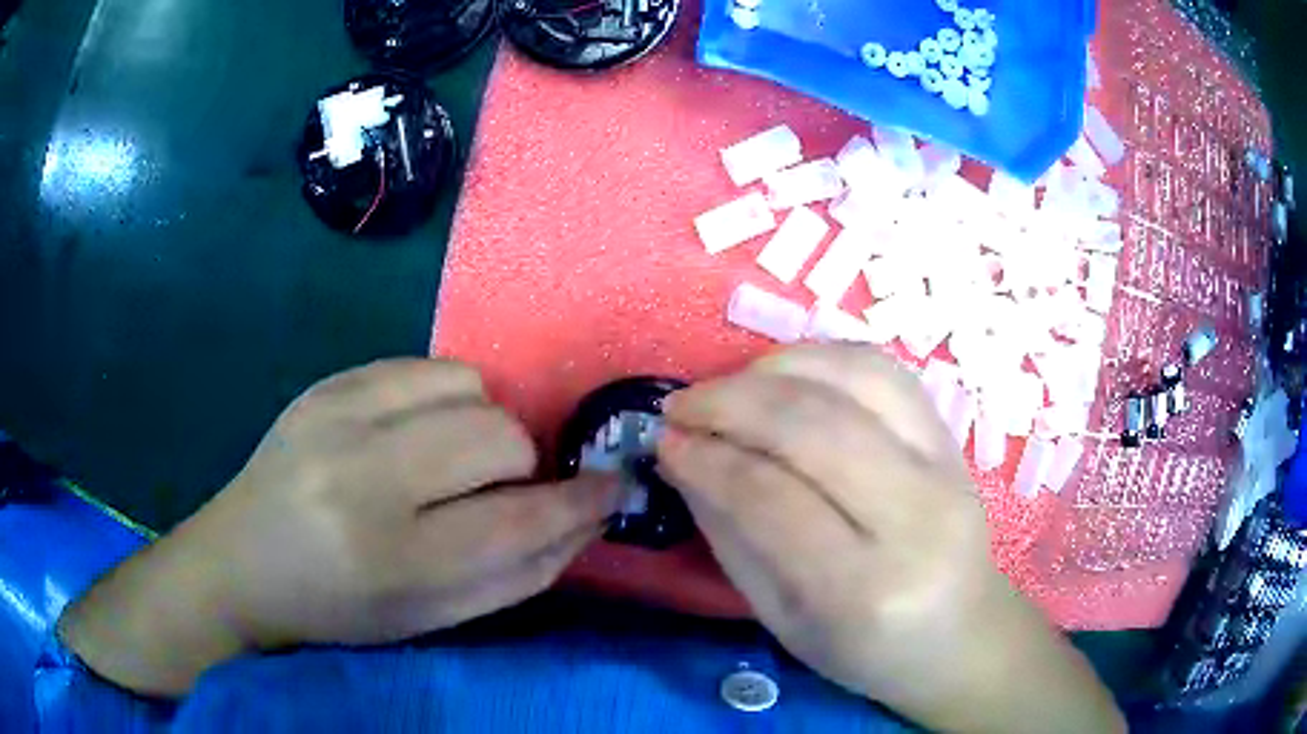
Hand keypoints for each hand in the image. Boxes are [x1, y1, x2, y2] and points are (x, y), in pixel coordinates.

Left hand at [60, 358, 618, 695]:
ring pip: (470, 388)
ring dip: (484, 426)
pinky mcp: (326, 383)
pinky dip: (447, 398)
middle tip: (500, 490)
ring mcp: (337, 416)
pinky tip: (419, 431)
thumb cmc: (340, 609)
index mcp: (391, 558)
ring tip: (454, 459)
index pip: (517, 523)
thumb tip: (586, 516)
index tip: (610, 490)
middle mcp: (362, 476)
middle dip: (522, 465)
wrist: (241, 562)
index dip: (579, 504)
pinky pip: (426, 366)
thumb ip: (519, 574)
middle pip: (499, 437)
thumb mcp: (432, 619)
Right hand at [657, 345, 1121, 733]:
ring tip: (729, 389)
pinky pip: (885, 371)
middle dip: (731, 402)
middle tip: (681, 406)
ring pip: (855, 379)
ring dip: (775, 369)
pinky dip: (824, 358)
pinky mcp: (954, 439)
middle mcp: (916, 519)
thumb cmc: (865, 651)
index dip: (707, 459)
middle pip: (815, 427)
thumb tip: (685, 457)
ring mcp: (947, 468)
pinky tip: (786, 376)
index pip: (772, 498)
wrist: (960, 635)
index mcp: (865, 590)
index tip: (663, 441)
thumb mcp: (781, 619)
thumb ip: (731, 536)